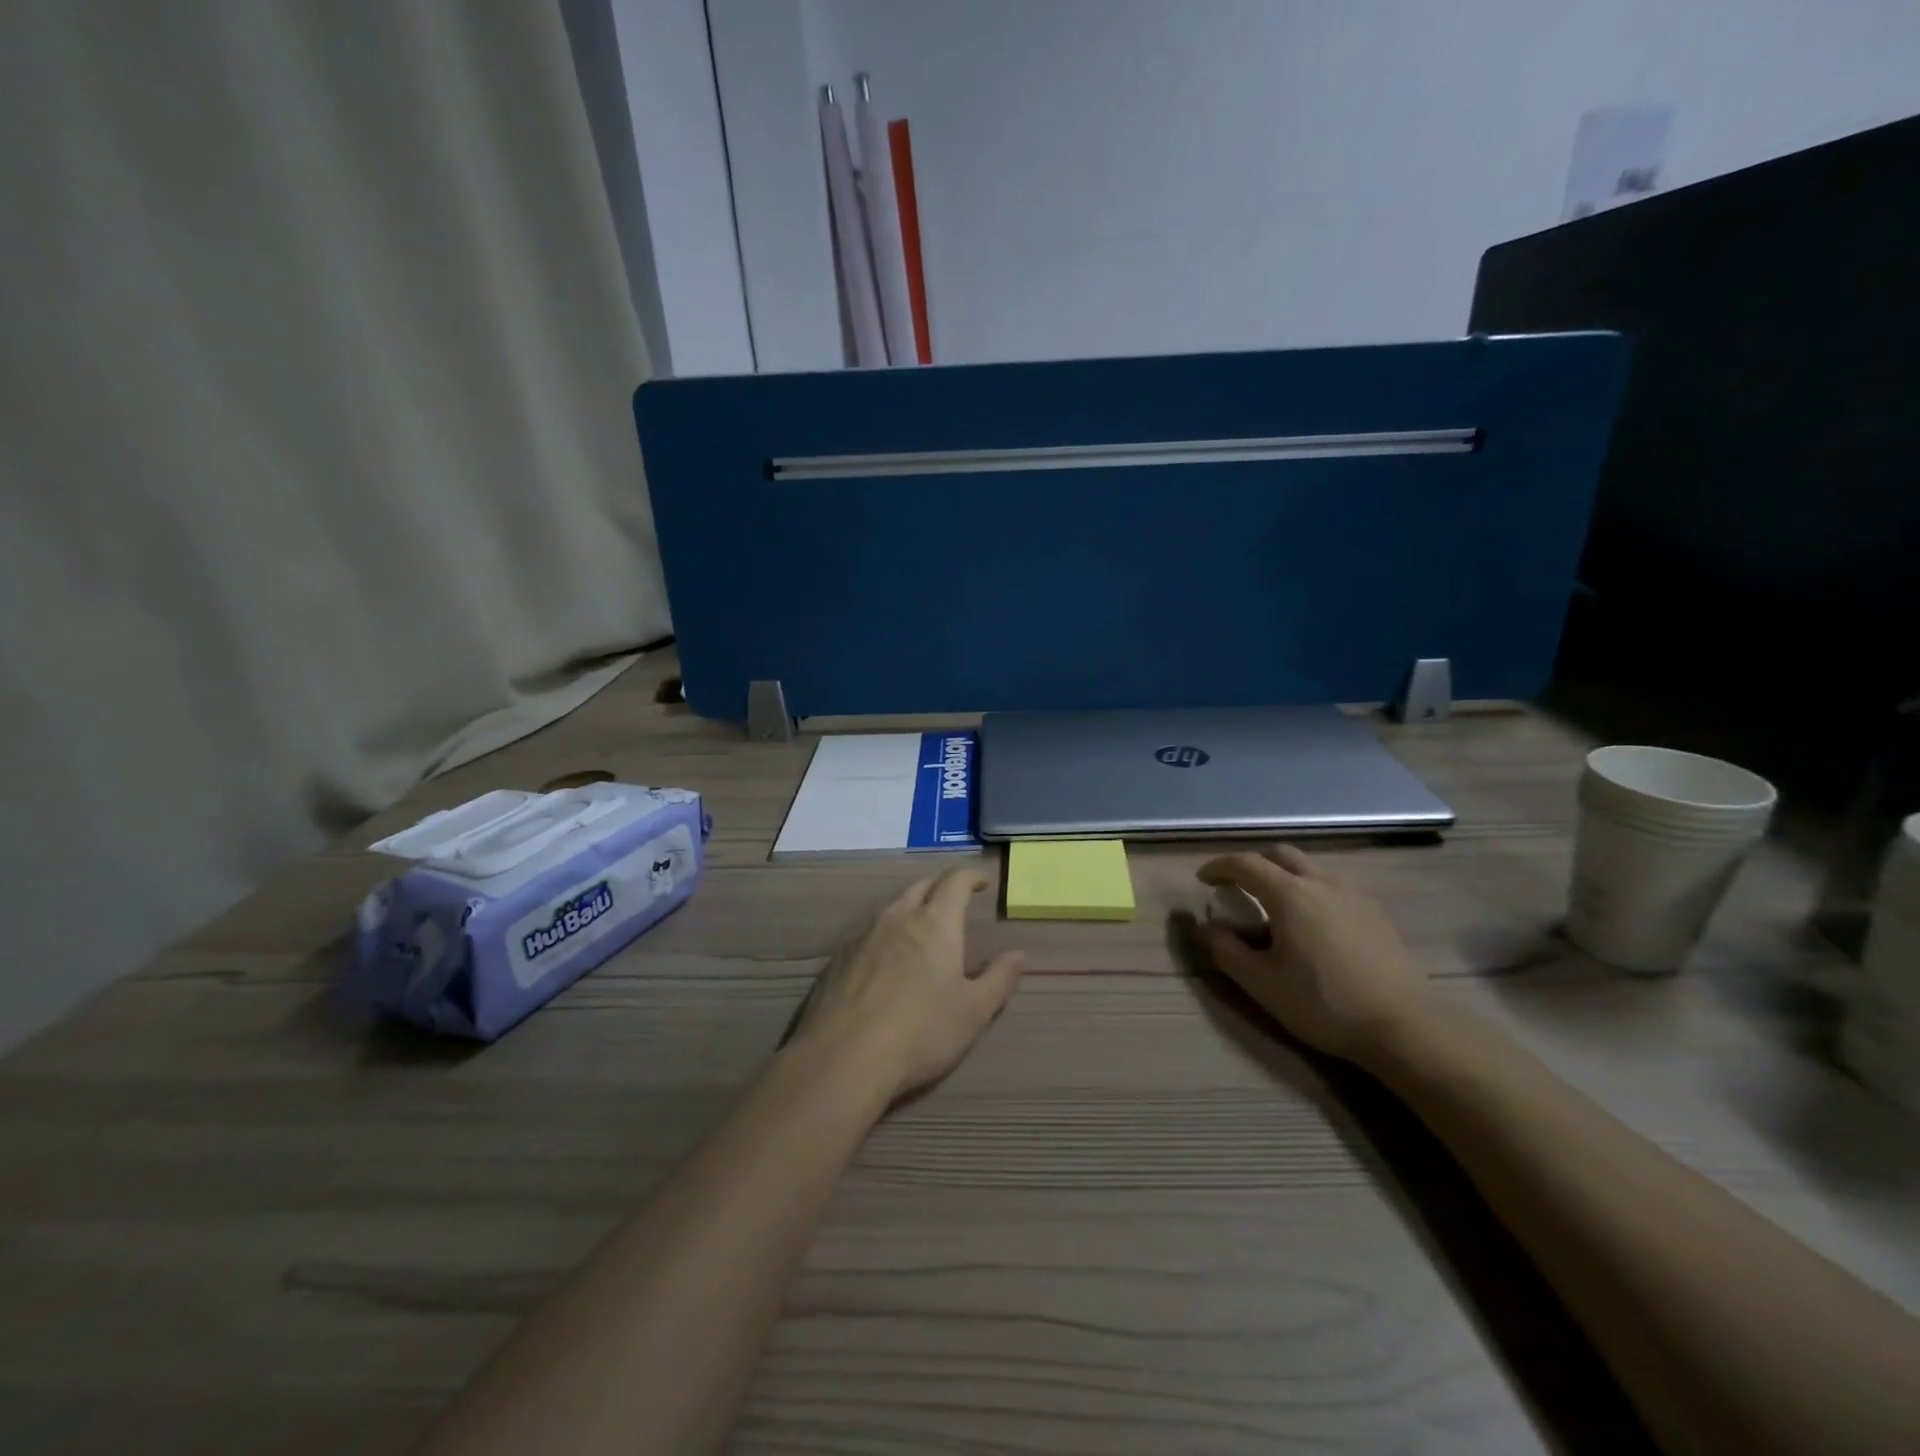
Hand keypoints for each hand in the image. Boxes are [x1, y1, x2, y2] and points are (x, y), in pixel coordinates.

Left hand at [791, 867, 1024, 1102]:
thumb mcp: (974, 1011)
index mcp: (935, 922)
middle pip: (921, 886)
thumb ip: (999, 978)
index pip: (955, 880)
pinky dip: (885, 934)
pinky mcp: (838, 957)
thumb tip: (1018, 954)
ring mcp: (863, 934)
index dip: (971, 876)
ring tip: (921, 929)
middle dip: (941, 887)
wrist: (843, 1057)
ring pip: (892, 906)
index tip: (982, 882)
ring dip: (911, 908)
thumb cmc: (921, 1032)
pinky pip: (868, 931)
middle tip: (954, 902)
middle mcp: (898, 916)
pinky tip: (885, 960)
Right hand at [1196, 845, 1431, 1061]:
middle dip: (1254, 864)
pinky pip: (1333, 886)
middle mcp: (1321, 883)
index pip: (1245, 864)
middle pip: (1281, 855)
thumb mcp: (1262, 983)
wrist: (1405, 1026)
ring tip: (1275, 908)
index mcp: (1289, 894)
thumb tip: (1204, 927)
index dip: (1219, 867)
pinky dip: (1311, 891)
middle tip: (1238, 887)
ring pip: (1310, 869)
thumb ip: (1226, 950)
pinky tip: (1313, 925)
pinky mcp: (1375, 913)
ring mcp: (1354, 895)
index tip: (1202, 879)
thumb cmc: (1323, 1003)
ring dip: (1284, 876)